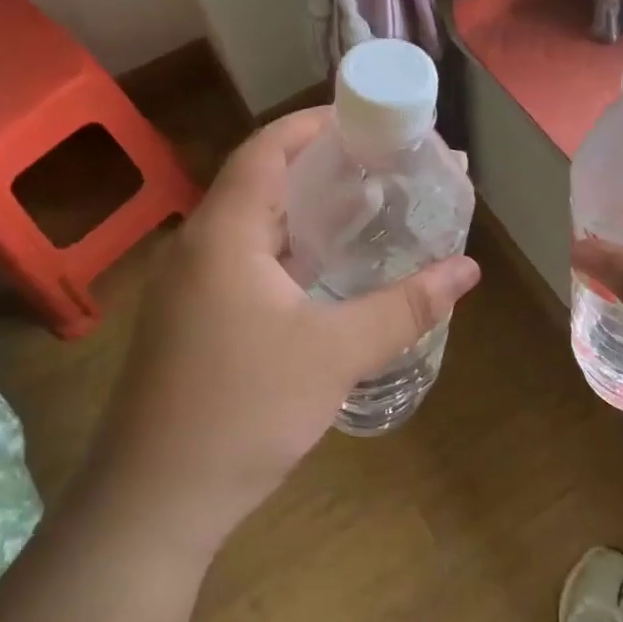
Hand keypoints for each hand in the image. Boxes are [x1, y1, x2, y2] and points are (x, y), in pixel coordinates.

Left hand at [88, 107, 480, 552]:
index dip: (314, 124)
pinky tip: (325, 270)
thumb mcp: (335, 353)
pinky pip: (243, 260)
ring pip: (252, 224)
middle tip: (381, 164)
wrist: (154, 501)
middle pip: (260, 180)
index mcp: (224, 232)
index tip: (366, 120)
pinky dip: (287, 250)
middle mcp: (197, 244)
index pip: (266, 148)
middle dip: (320, 166)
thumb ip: (405, 307)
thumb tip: (468, 270)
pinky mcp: (190, 317)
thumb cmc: (243, 411)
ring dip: (304, 211)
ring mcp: (188, 284)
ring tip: (364, 207)